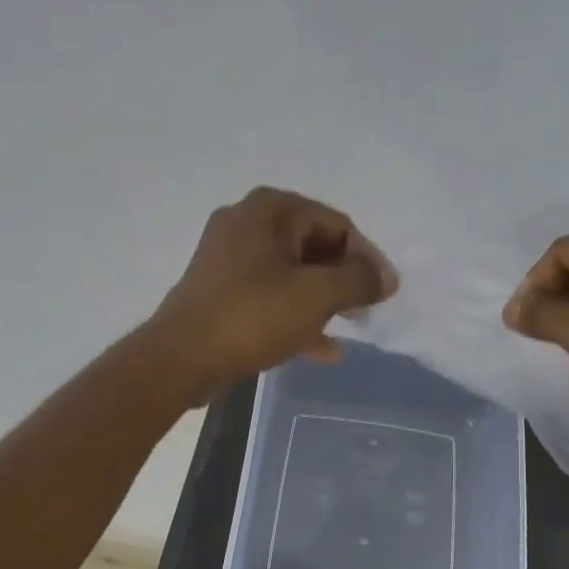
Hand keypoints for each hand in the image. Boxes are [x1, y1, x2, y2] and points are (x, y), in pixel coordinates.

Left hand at [149, 187, 396, 398]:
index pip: (336, 223)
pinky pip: (271, 296)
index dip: (367, 257)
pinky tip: (324, 348)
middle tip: (368, 310)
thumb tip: (387, 277)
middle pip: (314, 246)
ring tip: (351, 327)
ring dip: (324, 300)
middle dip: (345, 279)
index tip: (384, 292)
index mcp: (270, 210)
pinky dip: (298, 315)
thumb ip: (359, 280)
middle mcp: (247, 223)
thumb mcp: (316, 295)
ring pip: (293, 274)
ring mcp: (230, 258)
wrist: (181, 358)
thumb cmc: (253, 316)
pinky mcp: (221, 292)